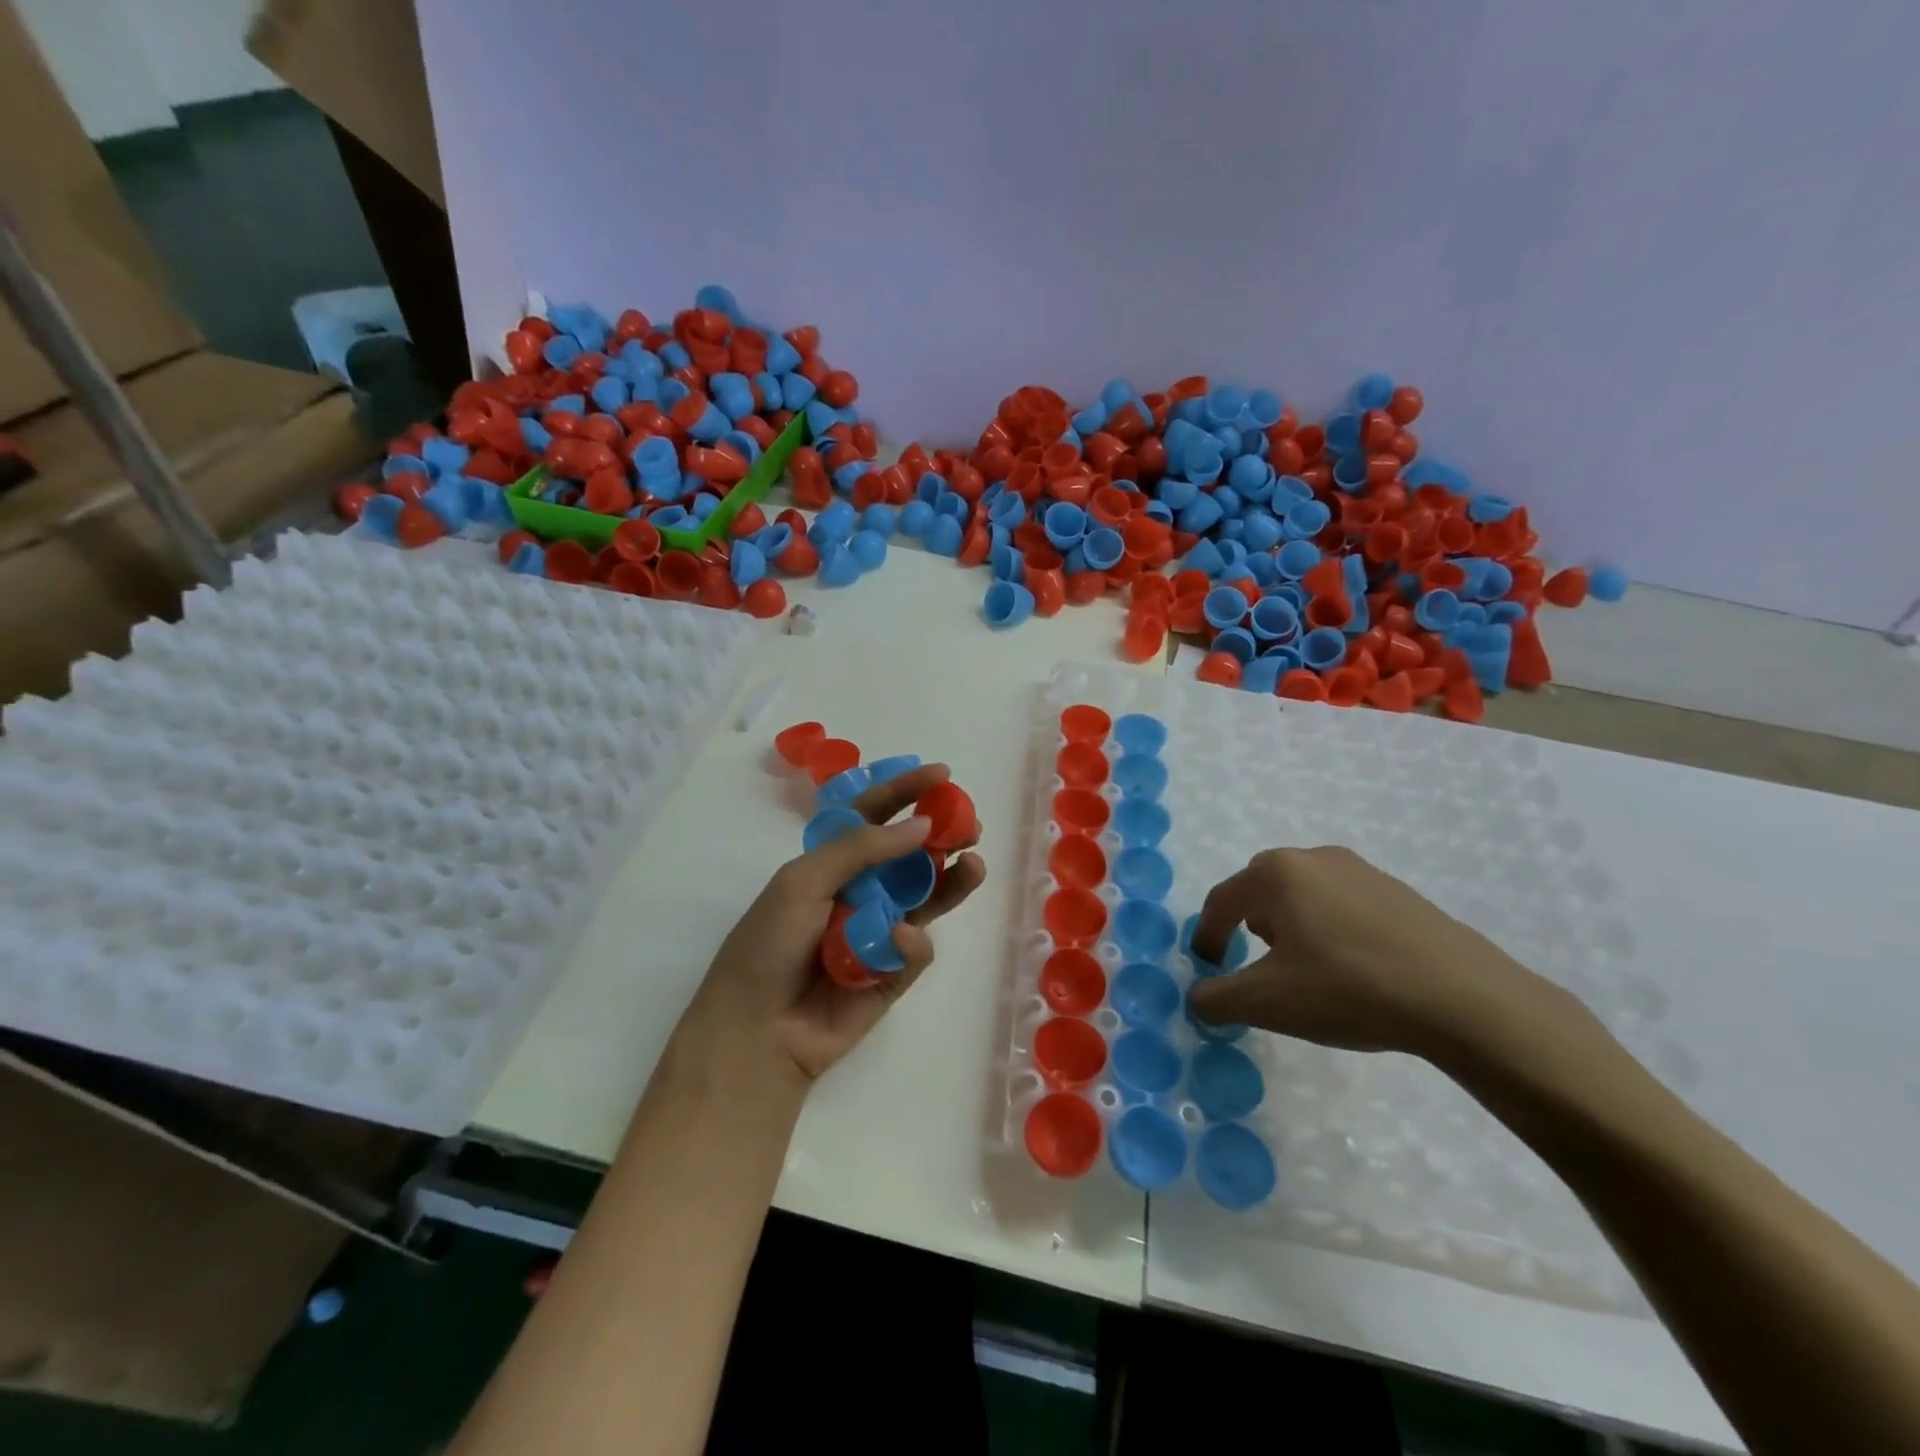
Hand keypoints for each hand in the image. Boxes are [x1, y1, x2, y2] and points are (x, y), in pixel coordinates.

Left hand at [678, 763, 985, 1089]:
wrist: (756, 1031)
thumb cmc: (768, 944)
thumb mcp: (802, 881)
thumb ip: (860, 848)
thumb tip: (921, 825)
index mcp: (832, 863)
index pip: (874, 816)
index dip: (905, 792)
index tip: (942, 775)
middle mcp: (860, 891)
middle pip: (911, 855)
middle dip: (942, 836)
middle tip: (970, 826)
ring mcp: (879, 932)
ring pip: (927, 898)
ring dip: (951, 880)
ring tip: (974, 864)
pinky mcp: (893, 973)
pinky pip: (916, 948)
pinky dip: (912, 942)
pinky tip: (900, 939)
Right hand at [1187, 846, 1587, 1062]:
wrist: (1465, 999)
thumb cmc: (1348, 988)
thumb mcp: (1267, 1002)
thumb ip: (1217, 998)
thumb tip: (1198, 997)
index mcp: (1277, 873)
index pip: (1223, 900)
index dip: (1207, 935)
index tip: (1208, 968)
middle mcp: (1315, 858)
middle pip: (1263, 889)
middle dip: (1251, 925)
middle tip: (1257, 963)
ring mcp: (1363, 872)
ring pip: (1306, 896)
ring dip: (1294, 927)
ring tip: (1306, 970)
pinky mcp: (1400, 894)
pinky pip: (1345, 906)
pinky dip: (1332, 931)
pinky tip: (1352, 971)